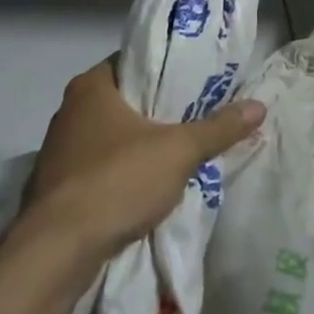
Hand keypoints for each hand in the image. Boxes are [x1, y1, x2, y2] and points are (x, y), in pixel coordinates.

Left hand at [20, 57, 265, 261]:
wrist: (55, 251)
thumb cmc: (116, 181)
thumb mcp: (178, 151)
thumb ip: (217, 128)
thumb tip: (258, 105)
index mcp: (92, 86)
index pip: (134, 61)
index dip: (166, 69)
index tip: (196, 80)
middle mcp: (69, 110)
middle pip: (124, 99)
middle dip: (157, 110)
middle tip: (196, 115)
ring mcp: (58, 150)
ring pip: (110, 136)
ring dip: (138, 145)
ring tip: (178, 152)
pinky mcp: (55, 187)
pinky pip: (97, 168)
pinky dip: (120, 173)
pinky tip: (145, 187)